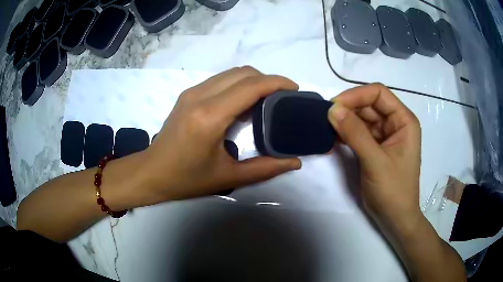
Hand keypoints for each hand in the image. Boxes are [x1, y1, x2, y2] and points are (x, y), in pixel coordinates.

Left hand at [140, 67, 301, 201]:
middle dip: (268, 79)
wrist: (151, 172)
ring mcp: (191, 92)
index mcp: (210, 116)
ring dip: (253, 80)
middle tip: (284, 97)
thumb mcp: (228, 177)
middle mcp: (200, 96)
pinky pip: (220, 79)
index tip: (295, 89)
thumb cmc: (186, 179)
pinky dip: (238, 84)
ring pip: (231, 73)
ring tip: (268, 98)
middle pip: (243, 72)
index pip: (251, 86)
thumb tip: (294, 162)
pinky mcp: (187, 94)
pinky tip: (245, 101)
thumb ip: (265, 168)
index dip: (277, 83)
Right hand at [328, 83, 421, 232]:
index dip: (357, 95)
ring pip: (362, 118)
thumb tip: (332, 109)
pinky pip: (359, 132)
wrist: (395, 218)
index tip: (334, 106)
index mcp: (404, 120)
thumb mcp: (375, 161)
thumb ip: (355, 134)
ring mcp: (385, 135)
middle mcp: (395, 123)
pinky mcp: (375, 147)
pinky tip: (333, 137)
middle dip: (348, 108)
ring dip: (345, 120)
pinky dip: (346, 133)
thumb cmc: (393, 190)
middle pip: (369, 104)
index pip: (379, 94)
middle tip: (325, 117)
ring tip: (326, 127)